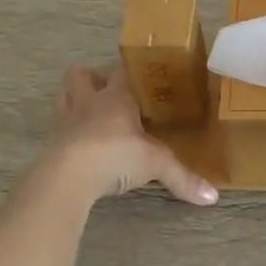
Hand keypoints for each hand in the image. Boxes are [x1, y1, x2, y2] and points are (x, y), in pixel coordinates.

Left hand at [50, 66, 218, 205]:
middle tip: (109, 91)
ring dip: (75, 100)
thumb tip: (213, 197)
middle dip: (92, 78)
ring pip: (64, 97)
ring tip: (92, 113)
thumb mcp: (156, 164)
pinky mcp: (52, 145)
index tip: (145, 72)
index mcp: (116, 96)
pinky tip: (82, 145)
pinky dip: (69, 133)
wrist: (69, 177)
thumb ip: (183, 177)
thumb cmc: (116, 155)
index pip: (122, 70)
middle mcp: (89, 102)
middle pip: (80, 75)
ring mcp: (66, 122)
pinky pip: (59, 130)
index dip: (132, 68)